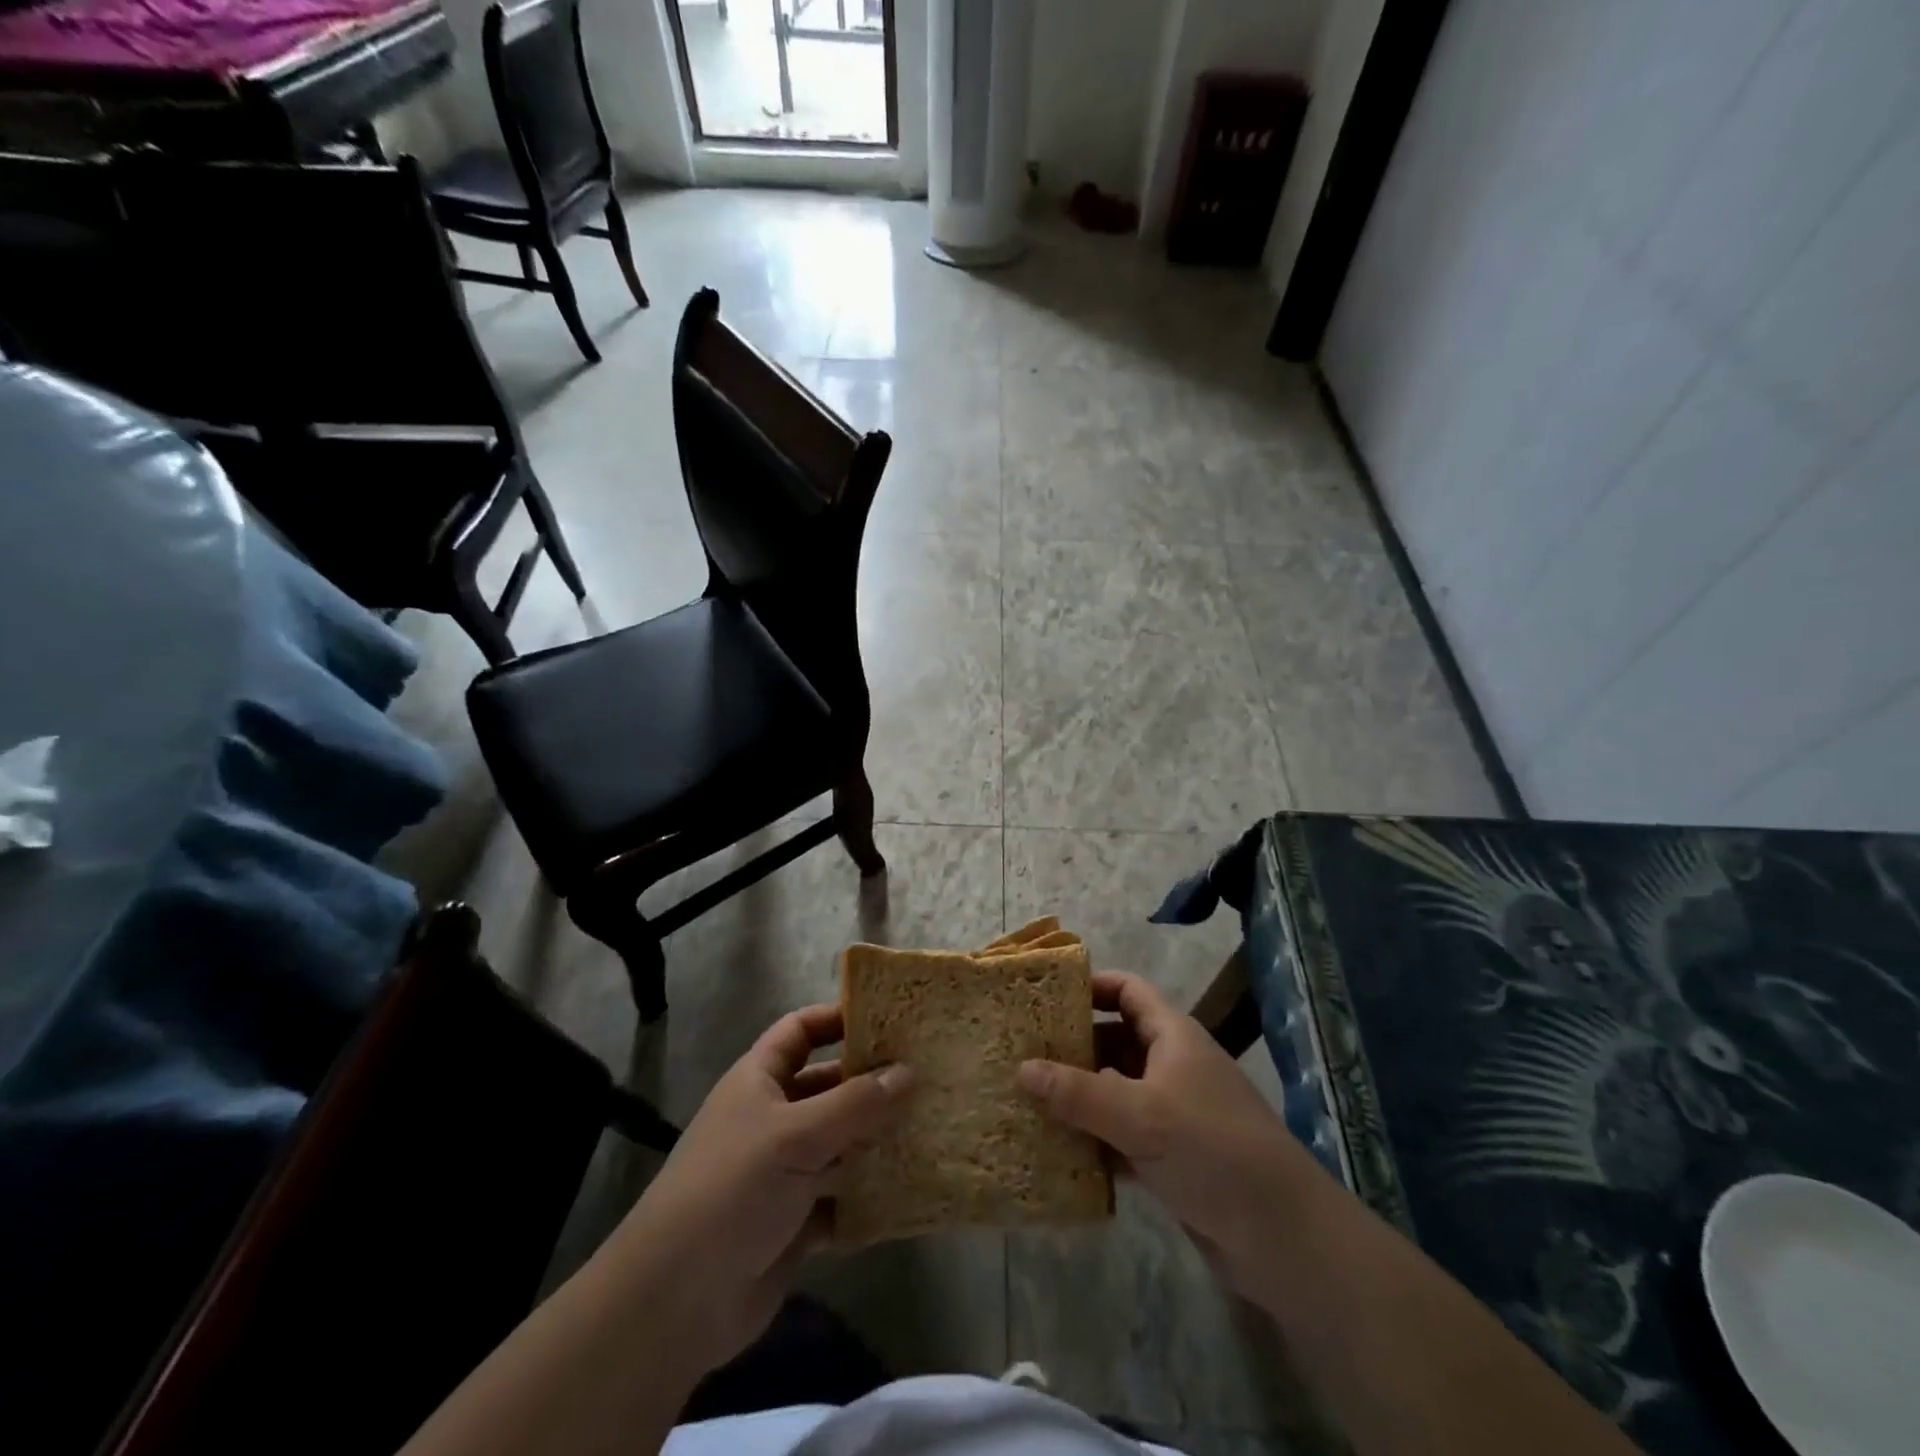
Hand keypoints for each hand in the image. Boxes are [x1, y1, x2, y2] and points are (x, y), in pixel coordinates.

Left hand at [613, 1004, 910, 1377]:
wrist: (675, 1302)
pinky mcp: (795, 1221)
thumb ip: (856, 1103)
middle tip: (927, 1076)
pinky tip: (910, 1192)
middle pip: (829, 1086)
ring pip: (841, 1143)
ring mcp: (784, 1172)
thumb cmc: (732, 1190)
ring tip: (932, 1127)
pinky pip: (842, 1197)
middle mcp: (773, 1118)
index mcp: (760, 1081)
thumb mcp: (795, 1135)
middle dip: (872, 1083)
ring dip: (878, 1140)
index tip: (889, 1019)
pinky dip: (869, 1196)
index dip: (838, 1018)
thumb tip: (909, 1071)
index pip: (800, 1030)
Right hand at [1017, 971, 1313, 1296]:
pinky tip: (1059, 1150)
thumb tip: (1022, 1068)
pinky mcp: (1173, 1156)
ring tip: (1029, 1099)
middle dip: (1073, 1046)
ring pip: (1117, 1090)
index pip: (1127, 990)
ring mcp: (1174, 1112)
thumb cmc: (1213, 1151)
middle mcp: (1172, 1065)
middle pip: (1115, 1040)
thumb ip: (1079, 1093)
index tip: (1044, 996)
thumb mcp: (1140, 1116)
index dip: (1090, 985)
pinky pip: (1123, 1135)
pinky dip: (1096, 1139)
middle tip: (1024, 1053)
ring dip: (1080, 1096)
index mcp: (1173, 1036)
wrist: (1284, 1237)